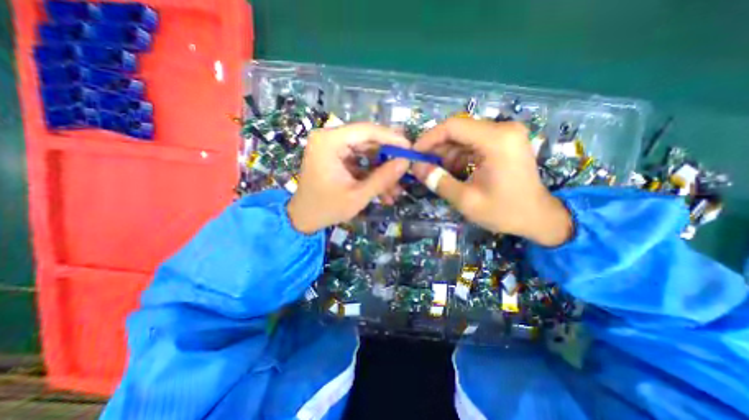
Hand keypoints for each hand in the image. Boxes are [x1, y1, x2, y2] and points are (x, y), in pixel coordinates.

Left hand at [286, 122, 409, 234]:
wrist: (303, 219)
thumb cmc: (327, 209)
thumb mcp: (358, 196)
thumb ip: (383, 178)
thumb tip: (406, 162)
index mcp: (329, 142)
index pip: (366, 131)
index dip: (391, 138)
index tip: (410, 148)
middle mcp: (329, 138)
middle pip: (367, 140)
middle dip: (387, 158)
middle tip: (406, 168)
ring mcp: (332, 147)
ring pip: (366, 152)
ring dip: (381, 169)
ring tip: (395, 189)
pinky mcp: (336, 157)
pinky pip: (359, 160)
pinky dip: (371, 173)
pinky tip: (383, 190)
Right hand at [409, 116, 575, 245]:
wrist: (538, 218)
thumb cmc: (504, 211)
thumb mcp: (466, 200)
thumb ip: (439, 181)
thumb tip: (416, 168)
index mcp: (497, 140)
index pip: (453, 126)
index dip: (429, 138)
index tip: (414, 154)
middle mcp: (502, 129)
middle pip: (458, 131)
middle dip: (436, 148)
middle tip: (422, 166)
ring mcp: (504, 135)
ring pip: (463, 138)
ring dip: (446, 155)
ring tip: (437, 174)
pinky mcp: (503, 142)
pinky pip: (472, 144)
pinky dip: (458, 157)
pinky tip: (453, 173)